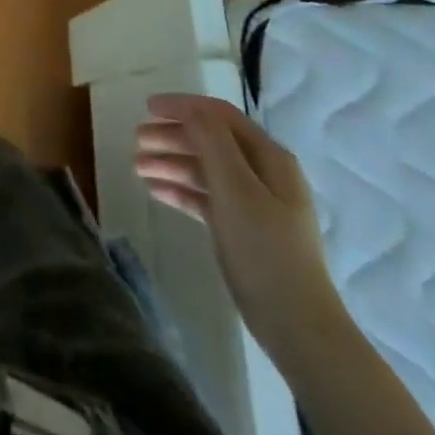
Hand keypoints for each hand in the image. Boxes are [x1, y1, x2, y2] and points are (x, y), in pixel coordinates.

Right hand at [136, 94, 345, 358]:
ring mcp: (252, 203)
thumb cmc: (266, 250)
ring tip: (137, 166)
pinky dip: (180, 190)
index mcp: (269, 157)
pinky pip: (205, 197)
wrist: (297, 328)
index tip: (147, 107)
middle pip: (209, 140)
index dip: (183, 106)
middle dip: (172, 136)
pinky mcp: (241, 229)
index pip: (220, 116)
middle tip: (136, 140)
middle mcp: (262, 173)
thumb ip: (212, 142)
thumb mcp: (236, 189)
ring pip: (204, 169)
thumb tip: (189, 110)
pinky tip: (154, 190)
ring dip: (171, 162)